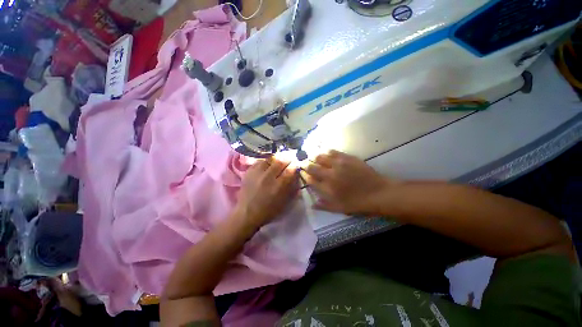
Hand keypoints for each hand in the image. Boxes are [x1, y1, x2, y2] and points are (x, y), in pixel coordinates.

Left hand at [234, 158, 298, 228]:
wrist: (246, 213)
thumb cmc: (268, 210)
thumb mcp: (284, 202)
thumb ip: (291, 187)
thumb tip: (295, 174)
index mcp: (278, 186)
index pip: (290, 170)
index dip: (295, 166)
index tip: (296, 165)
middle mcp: (268, 177)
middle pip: (280, 161)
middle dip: (287, 159)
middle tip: (289, 160)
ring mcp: (257, 173)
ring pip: (270, 159)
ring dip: (276, 159)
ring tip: (278, 162)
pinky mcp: (249, 171)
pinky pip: (260, 161)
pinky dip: (266, 162)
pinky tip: (267, 165)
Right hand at [303, 150, 397, 215]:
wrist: (379, 193)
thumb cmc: (358, 203)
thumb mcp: (339, 208)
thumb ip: (324, 206)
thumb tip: (311, 204)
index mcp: (327, 188)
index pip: (310, 180)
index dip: (304, 175)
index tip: (301, 172)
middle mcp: (330, 174)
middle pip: (312, 167)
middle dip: (305, 164)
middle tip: (303, 162)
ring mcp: (338, 164)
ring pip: (320, 156)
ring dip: (314, 156)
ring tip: (312, 156)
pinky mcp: (347, 157)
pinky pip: (333, 151)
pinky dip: (326, 152)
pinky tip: (325, 152)